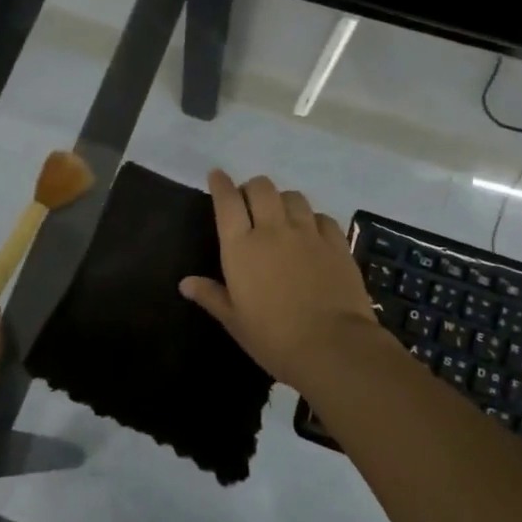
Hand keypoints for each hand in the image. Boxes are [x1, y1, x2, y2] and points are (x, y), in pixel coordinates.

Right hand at [179, 170, 388, 394]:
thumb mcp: (234, 321)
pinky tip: (311, 231)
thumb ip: (211, 296)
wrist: (332, 346)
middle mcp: (273, 230)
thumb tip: (185, 283)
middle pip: (261, 188)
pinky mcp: (336, 243)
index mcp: (241, 247)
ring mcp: (308, 233)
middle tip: (249, 203)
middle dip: (251, 188)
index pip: (226, 201)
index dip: (220, 184)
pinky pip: (321, 217)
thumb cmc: (274, 338)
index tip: (217, 175)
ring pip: (293, 196)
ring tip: (280, 214)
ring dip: (282, 199)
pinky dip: (311, 218)